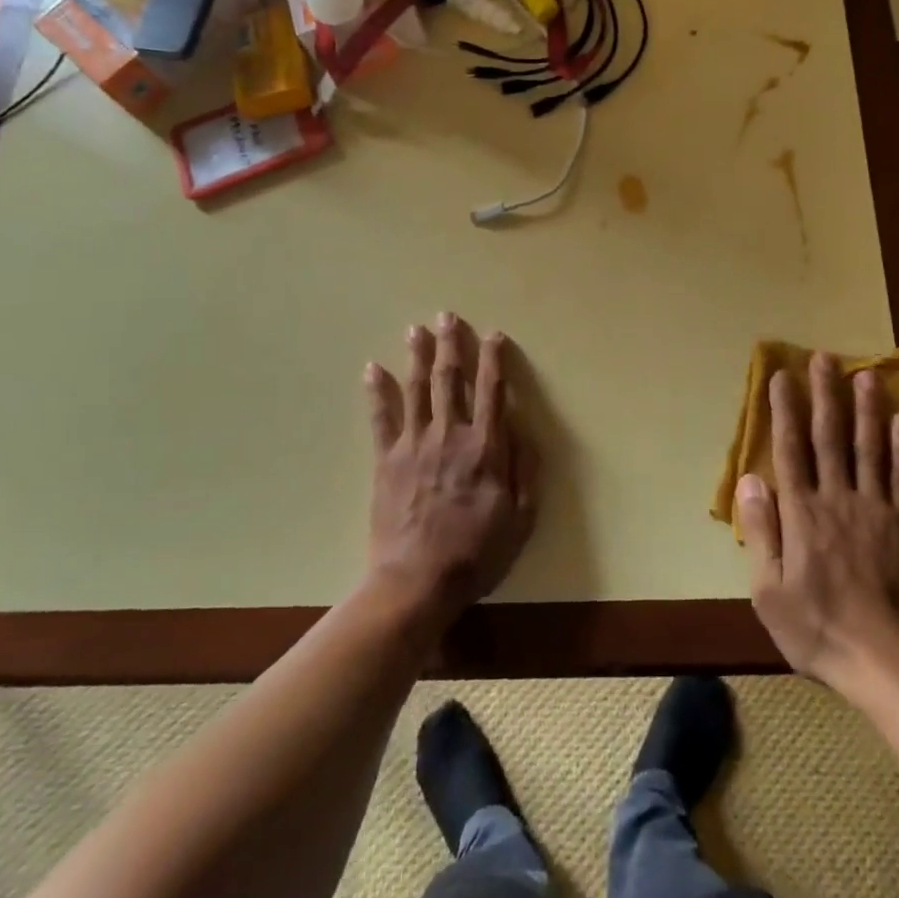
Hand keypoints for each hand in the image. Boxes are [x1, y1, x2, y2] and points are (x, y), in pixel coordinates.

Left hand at [364, 313, 536, 624]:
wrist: (415, 581)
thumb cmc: (476, 553)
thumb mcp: (521, 518)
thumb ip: (525, 469)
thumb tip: (521, 427)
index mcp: (485, 447)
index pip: (492, 391)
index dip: (494, 360)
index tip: (494, 335)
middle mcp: (449, 435)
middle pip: (450, 380)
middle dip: (451, 345)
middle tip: (447, 316)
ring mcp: (414, 445)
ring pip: (417, 389)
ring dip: (417, 355)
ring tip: (416, 329)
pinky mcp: (386, 460)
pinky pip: (381, 417)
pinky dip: (377, 390)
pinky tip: (372, 368)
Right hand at [739, 353, 898, 691]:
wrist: (880, 658)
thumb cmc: (815, 627)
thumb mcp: (768, 588)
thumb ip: (761, 530)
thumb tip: (749, 480)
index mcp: (801, 512)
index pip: (790, 449)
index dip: (784, 410)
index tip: (783, 376)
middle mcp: (837, 498)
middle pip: (830, 437)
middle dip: (826, 395)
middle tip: (825, 358)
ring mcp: (874, 509)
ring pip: (870, 448)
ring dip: (867, 409)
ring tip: (866, 375)